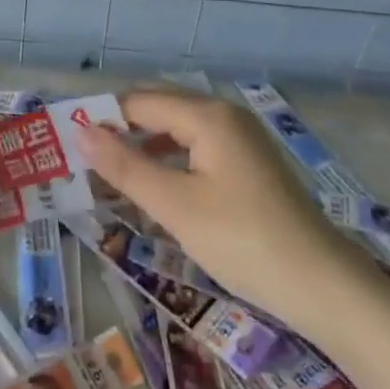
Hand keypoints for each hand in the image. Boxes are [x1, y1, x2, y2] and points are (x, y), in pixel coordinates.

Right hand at [79, 92, 344, 314]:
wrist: (322, 286)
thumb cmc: (242, 240)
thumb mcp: (175, 205)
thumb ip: (125, 167)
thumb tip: (80, 133)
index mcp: (207, 116)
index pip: (138, 102)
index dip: (102, 120)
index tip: (67, 146)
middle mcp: (225, 116)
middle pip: (158, 111)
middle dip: (120, 133)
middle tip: (83, 164)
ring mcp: (241, 140)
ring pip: (177, 133)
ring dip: (143, 151)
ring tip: (110, 180)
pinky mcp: (249, 165)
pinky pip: (196, 151)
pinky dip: (169, 164)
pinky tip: (154, 191)